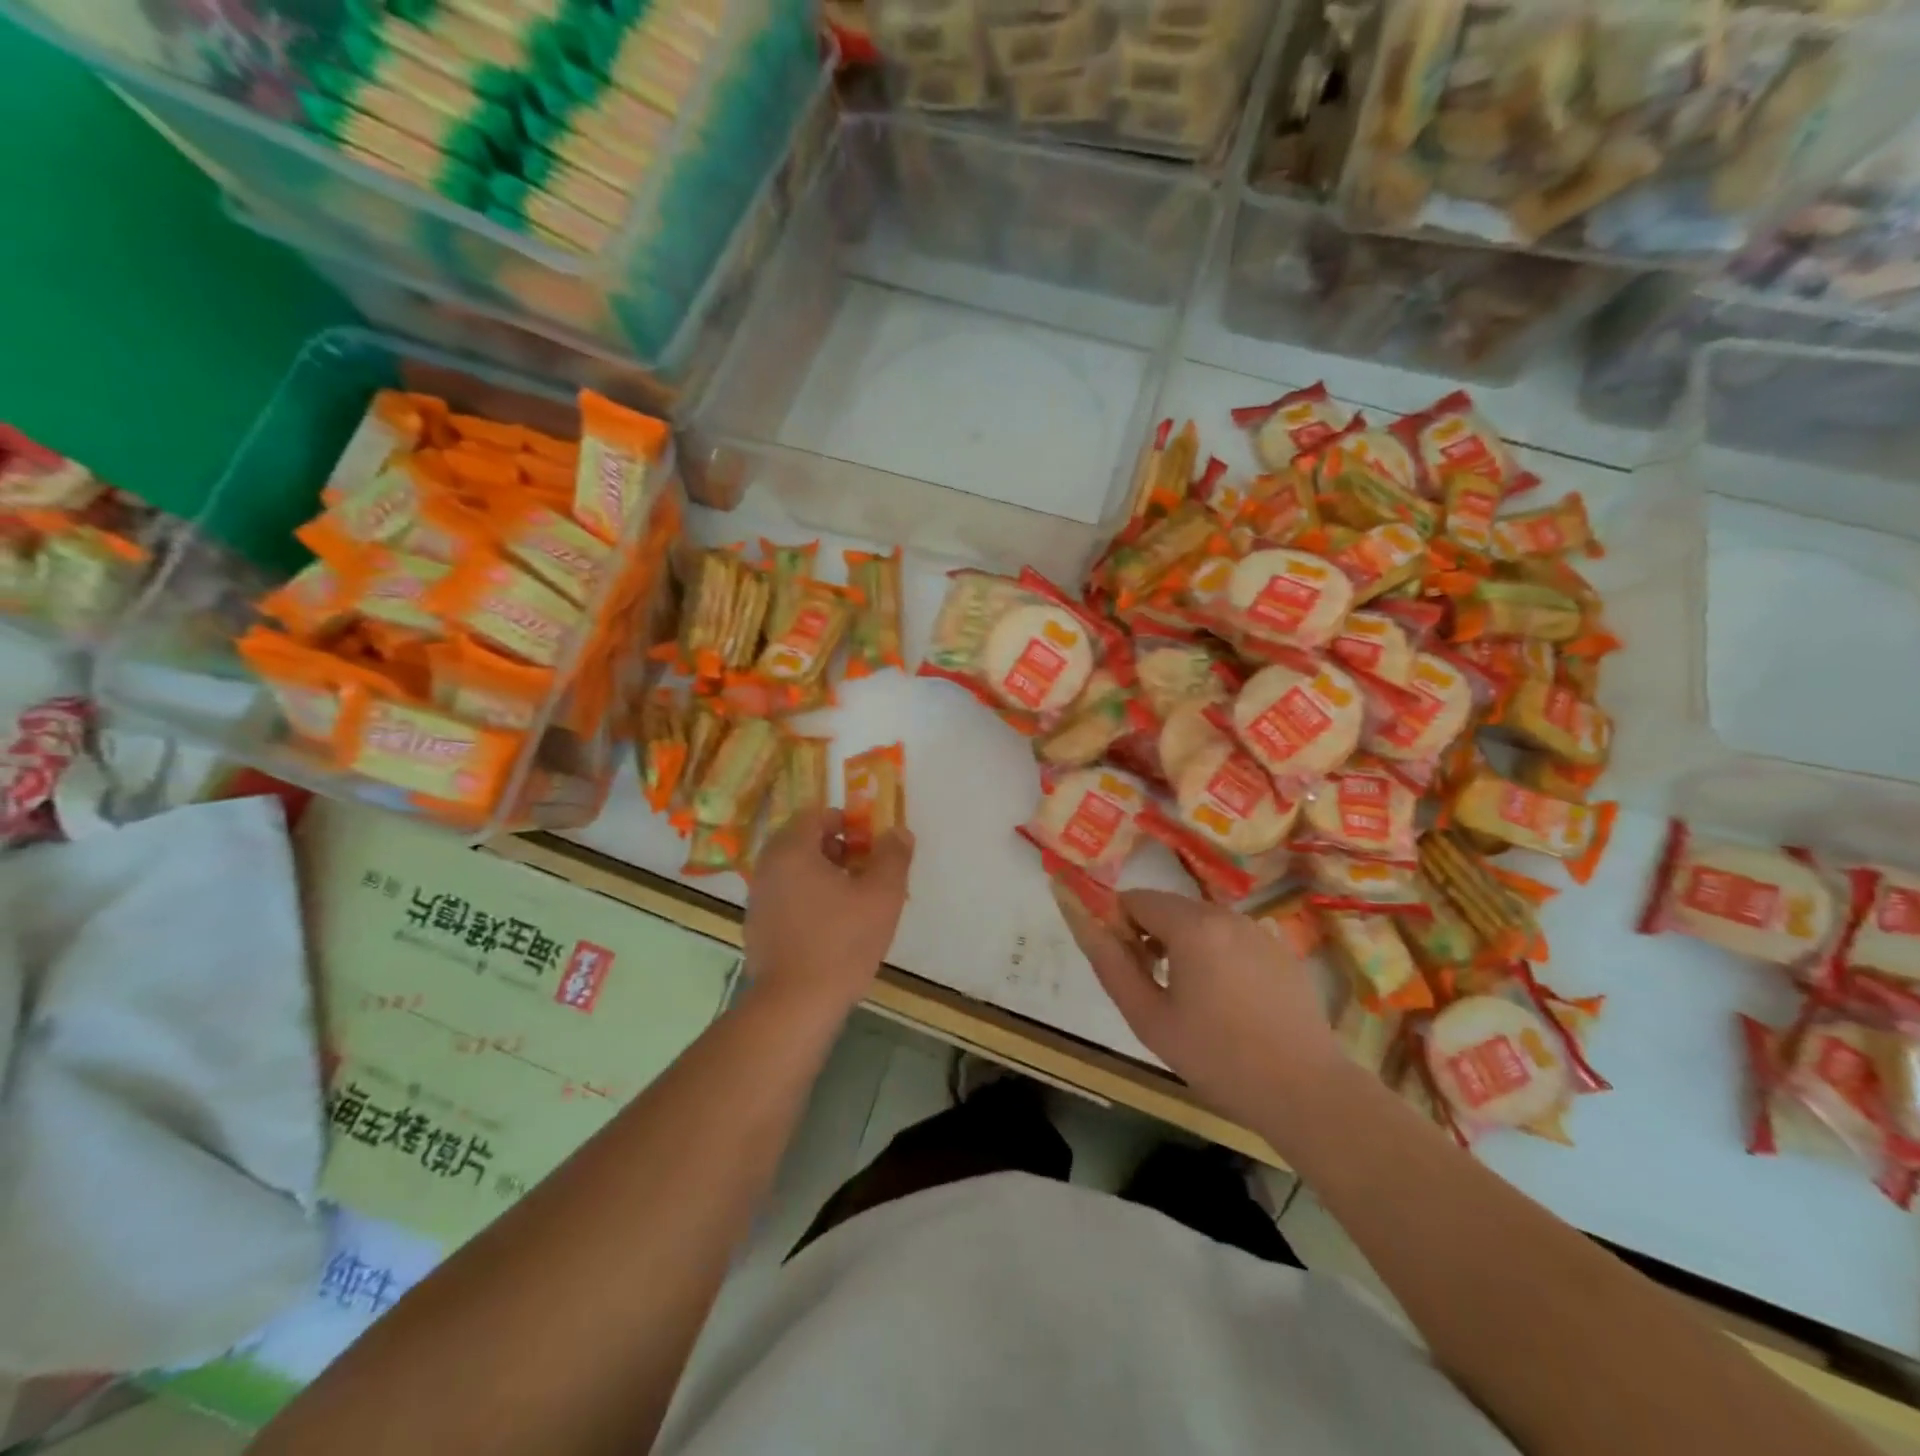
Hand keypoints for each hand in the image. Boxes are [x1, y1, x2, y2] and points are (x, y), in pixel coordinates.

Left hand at [743, 808, 913, 1025]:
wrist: (796, 1004)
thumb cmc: (841, 941)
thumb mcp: (882, 895)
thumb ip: (893, 856)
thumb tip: (898, 832)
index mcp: (792, 850)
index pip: (814, 814)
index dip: (845, 821)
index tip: (869, 842)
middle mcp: (767, 867)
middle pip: (802, 842)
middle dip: (836, 848)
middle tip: (865, 869)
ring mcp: (758, 899)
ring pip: (793, 871)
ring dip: (823, 874)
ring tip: (854, 899)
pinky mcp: (757, 928)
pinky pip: (785, 897)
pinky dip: (808, 898)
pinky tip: (832, 926)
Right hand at [1054, 886, 1343, 1130]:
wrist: (1306, 1091)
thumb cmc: (1217, 1057)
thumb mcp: (1148, 1018)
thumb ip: (1111, 965)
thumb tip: (1086, 926)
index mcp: (1192, 926)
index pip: (1136, 899)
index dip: (1119, 925)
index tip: (1124, 965)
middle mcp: (1226, 915)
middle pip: (1169, 907)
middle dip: (1150, 935)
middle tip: (1154, 987)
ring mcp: (1259, 931)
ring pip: (1202, 922)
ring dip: (1183, 945)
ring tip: (1190, 999)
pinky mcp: (1281, 951)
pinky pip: (1232, 938)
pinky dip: (1216, 955)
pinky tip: (1228, 1002)